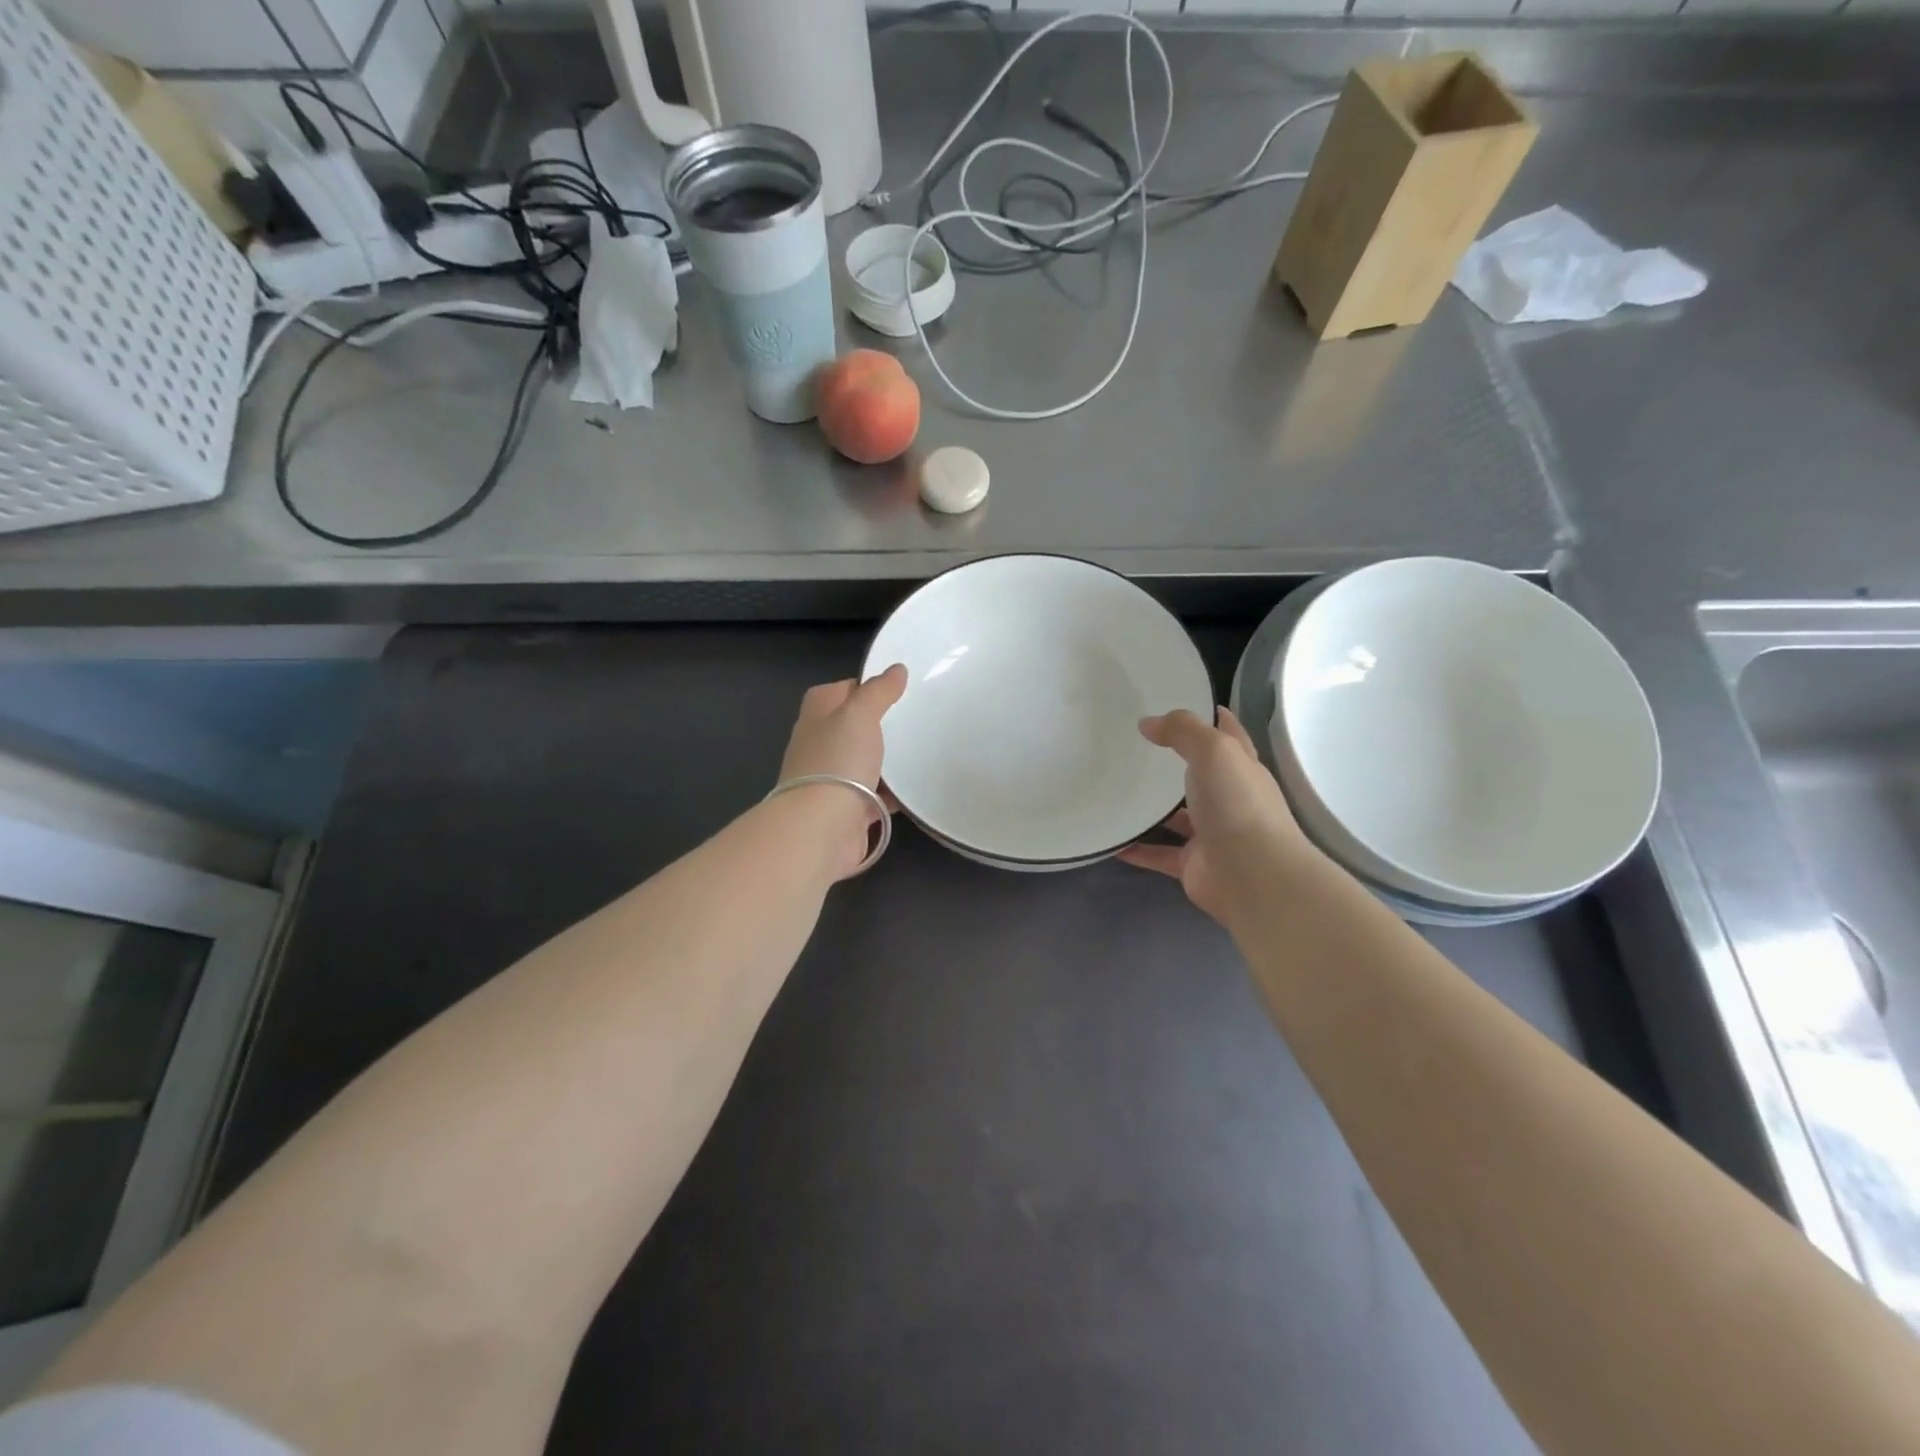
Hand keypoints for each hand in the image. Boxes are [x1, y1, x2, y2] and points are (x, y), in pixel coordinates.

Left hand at [777, 665, 907, 878]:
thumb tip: (896, 669)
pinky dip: (891, 795)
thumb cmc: (837, 761)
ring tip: (921, 752)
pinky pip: (874, 797)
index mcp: (816, 717)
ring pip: (863, 763)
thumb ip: (878, 691)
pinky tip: (916, 790)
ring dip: (886, 761)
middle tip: (914, 720)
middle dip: (878, 725)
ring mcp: (831, 781)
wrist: (822, 828)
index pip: (837, 691)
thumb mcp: (859, 714)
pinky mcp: (847, 811)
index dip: (862, 686)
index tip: (894, 689)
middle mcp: (819, 746)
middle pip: (851, 728)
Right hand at [1119, 707, 1317, 924]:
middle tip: (1136, 747)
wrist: (1252, 876)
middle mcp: (1229, 800)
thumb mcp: (1214, 751)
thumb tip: (1148, 723)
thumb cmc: (1237, 805)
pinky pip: (1158, 853)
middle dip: (1176, 763)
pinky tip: (1112, 840)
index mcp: (1241, 769)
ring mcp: (1211, 835)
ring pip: (1178, 817)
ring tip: (1117, 791)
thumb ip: (1183, 731)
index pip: (1229, 736)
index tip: (1186, 702)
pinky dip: (1137, 849)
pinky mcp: (1192, 865)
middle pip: (1201, 776)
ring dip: (1154, 808)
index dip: (1213, 718)